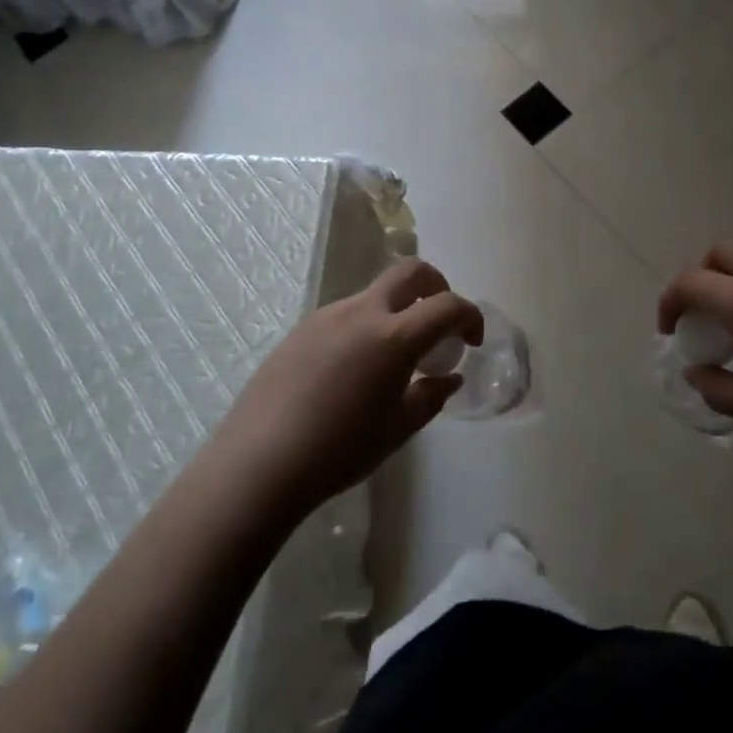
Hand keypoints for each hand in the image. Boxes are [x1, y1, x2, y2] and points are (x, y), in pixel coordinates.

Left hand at [209, 258, 482, 514]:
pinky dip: (366, 326)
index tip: (472, 341)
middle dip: (436, 286)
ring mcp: (327, 315)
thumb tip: (449, 377)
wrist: (261, 461)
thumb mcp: (397, 429)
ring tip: (393, 358)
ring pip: (375, 293)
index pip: (447, 306)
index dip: (469, 316)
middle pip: (410, 272)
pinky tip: (354, 369)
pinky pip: (346, 314)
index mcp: (393, 337)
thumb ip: (430, 396)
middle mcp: (362, 312)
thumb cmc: (339, 450)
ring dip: (397, 310)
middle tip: (440, 322)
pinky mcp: (302, 328)